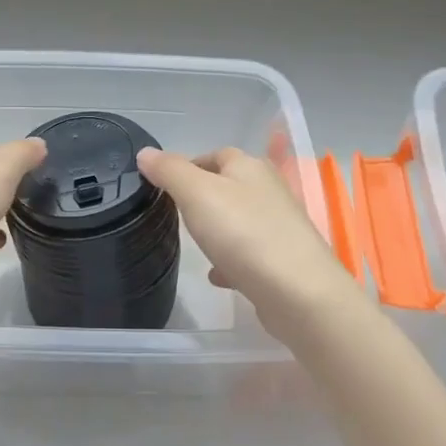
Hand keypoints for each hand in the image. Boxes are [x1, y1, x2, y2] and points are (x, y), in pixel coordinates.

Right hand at [138, 146, 360, 343]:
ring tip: (194, 243)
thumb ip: (170, 171)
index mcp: (249, 167)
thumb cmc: (243, 233)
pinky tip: (217, 276)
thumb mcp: (196, 194)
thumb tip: (146, 153)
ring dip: (219, 229)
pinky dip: (231, 260)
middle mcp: (269, 191)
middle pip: (230, 186)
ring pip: (240, 220)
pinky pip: (250, 254)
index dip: (189, 163)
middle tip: (175, 212)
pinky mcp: (284, 261)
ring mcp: (280, 227)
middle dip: (203, 196)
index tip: (164, 183)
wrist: (299, 292)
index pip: (216, 154)